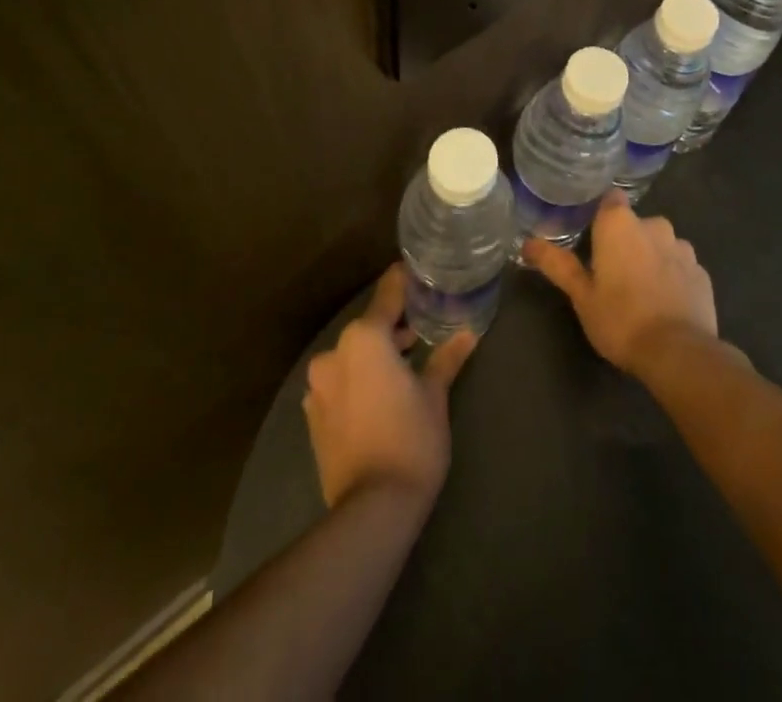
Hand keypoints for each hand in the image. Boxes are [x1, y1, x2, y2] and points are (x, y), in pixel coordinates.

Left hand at [303, 264, 476, 510]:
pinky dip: (358, 380)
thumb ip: (446, 358)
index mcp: (365, 338)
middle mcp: (335, 353)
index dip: (406, 282)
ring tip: (405, 365)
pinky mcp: (312, 415)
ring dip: (376, 355)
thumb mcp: (435, 395)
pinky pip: (339, 382)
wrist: (372, 509)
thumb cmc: (411, 440)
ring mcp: (318, 386)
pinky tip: (378, 396)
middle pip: (370, 326)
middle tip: (424, 328)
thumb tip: (469, 333)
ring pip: (353, 355)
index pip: (388, 294)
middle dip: (395, 326)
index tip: (421, 273)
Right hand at [523, 193, 716, 376]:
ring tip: (640, 291)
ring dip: (650, 258)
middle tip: (610, 274)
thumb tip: (527, 243)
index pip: (610, 200)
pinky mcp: (702, 272)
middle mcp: (654, 225)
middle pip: (635, 224)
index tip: (591, 237)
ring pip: (660, 244)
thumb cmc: (620, 319)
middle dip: (625, 242)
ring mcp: (682, 248)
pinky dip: (672, 277)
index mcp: (620, 224)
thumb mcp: (581, 295)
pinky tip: (664, 303)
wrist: (679, 353)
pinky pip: (680, 266)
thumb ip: (557, 264)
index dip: (601, 216)